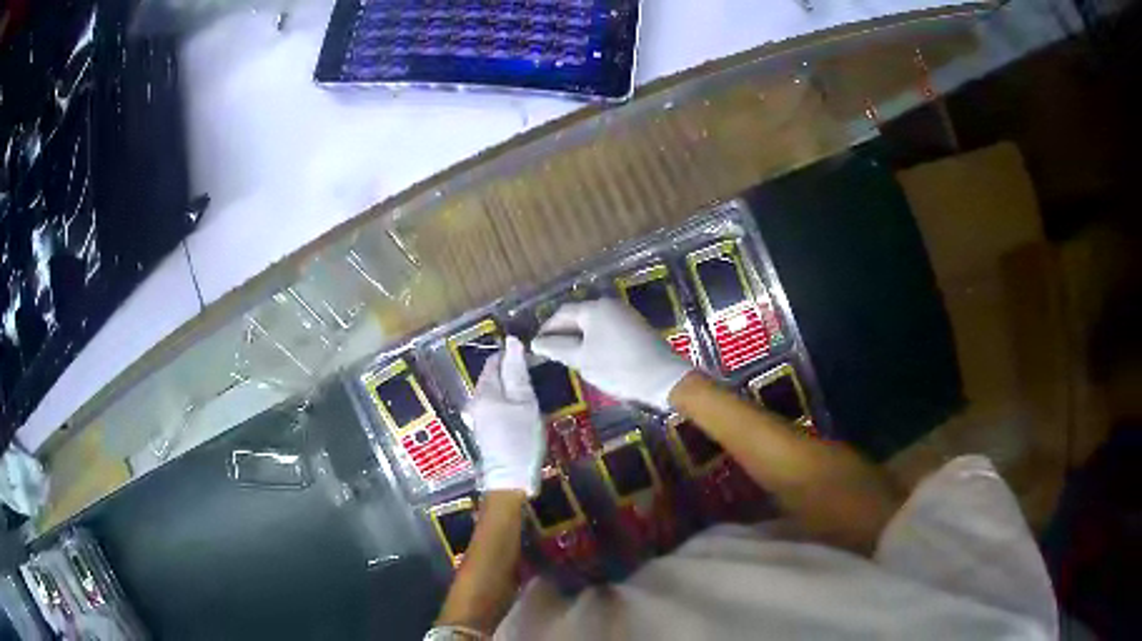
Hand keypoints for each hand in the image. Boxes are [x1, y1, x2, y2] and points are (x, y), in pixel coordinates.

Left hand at [466, 336, 545, 496]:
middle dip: (513, 372)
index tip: (535, 359)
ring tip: (533, 394)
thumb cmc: (521, 438)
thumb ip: (517, 371)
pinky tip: (523, 412)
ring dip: (512, 389)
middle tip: (538, 378)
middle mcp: (475, 400)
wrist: (511, 479)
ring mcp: (478, 416)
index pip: (495, 360)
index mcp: (483, 391)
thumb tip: (512, 340)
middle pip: (494, 376)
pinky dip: (509, 403)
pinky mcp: (484, 429)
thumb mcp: (525, 401)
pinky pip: (496, 406)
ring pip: (496, 392)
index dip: (513, 355)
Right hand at [530, 298, 691, 410]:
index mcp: (594, 308)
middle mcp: (610, 305)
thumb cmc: (618, 367)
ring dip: (579, 339)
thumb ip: (557, 348)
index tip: (537, 348)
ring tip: (570, 359)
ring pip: (593, 324)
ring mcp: (625, 315)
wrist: (664, 378)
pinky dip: (596, 341)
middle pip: (578, 316)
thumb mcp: (582, 360)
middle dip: (563, 334)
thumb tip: (536, 342)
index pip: (561, 314)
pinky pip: (608, 330)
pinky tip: (594, 358)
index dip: (547, 330)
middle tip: (552, 355)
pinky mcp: (636, 328)